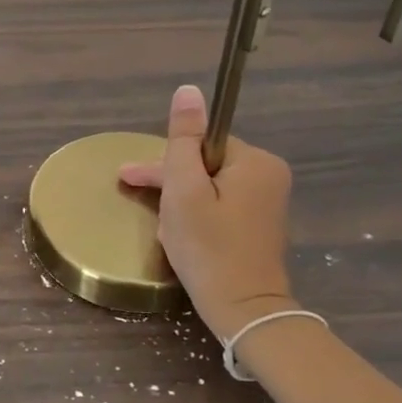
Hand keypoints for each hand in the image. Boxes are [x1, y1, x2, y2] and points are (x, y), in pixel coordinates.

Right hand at [119, 84, 297, 339]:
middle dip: (171, 184)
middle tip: (138, 199)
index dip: (165, 162)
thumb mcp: (184, 190)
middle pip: (204, 164)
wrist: (244, 312)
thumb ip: (183, 139)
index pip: (200, 144)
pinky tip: (183, 237)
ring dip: (181, 203)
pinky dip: (197, 217)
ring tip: (166, 231)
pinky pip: (220, 206)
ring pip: (209, 187)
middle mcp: (268, 175)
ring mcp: (267, 202)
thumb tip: (188, 90)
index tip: (132, 178)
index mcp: (255, 161)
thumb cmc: (209, 248)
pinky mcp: (260, 225)